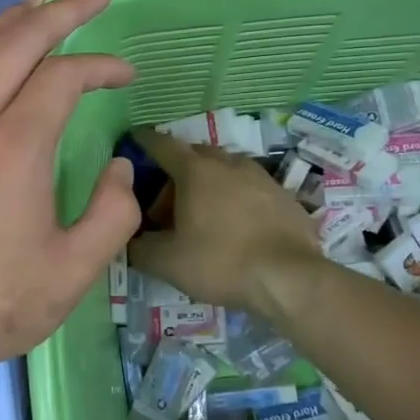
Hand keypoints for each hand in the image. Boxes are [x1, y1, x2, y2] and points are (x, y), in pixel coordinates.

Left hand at [0, 0, 139, 378]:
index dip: (100, 65)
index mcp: (17, 147)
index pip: (64, 76)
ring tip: (36, 7)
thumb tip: (120, 168)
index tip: (124, 74)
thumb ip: (113, 214)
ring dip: (7, 23)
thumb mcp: (74, 273)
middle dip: (61, 11)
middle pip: (17, 42)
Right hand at [127, 127, 322, 317]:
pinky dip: (236, 198)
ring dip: (209, 183)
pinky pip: (251, 188)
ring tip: (202, 213)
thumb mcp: (168, 262)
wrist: (290, 278)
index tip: (134, 140)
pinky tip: (236, 226)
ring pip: (226, 169)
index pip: (162, 144)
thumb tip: (129, 240)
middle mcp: (228, 163)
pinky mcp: (285, 196)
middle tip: (167, 201)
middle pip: (195, 155)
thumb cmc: (221, 262)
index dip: (145, 141)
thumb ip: (140, 248)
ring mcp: (261, 177)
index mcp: (196, 171)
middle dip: (177, 170)